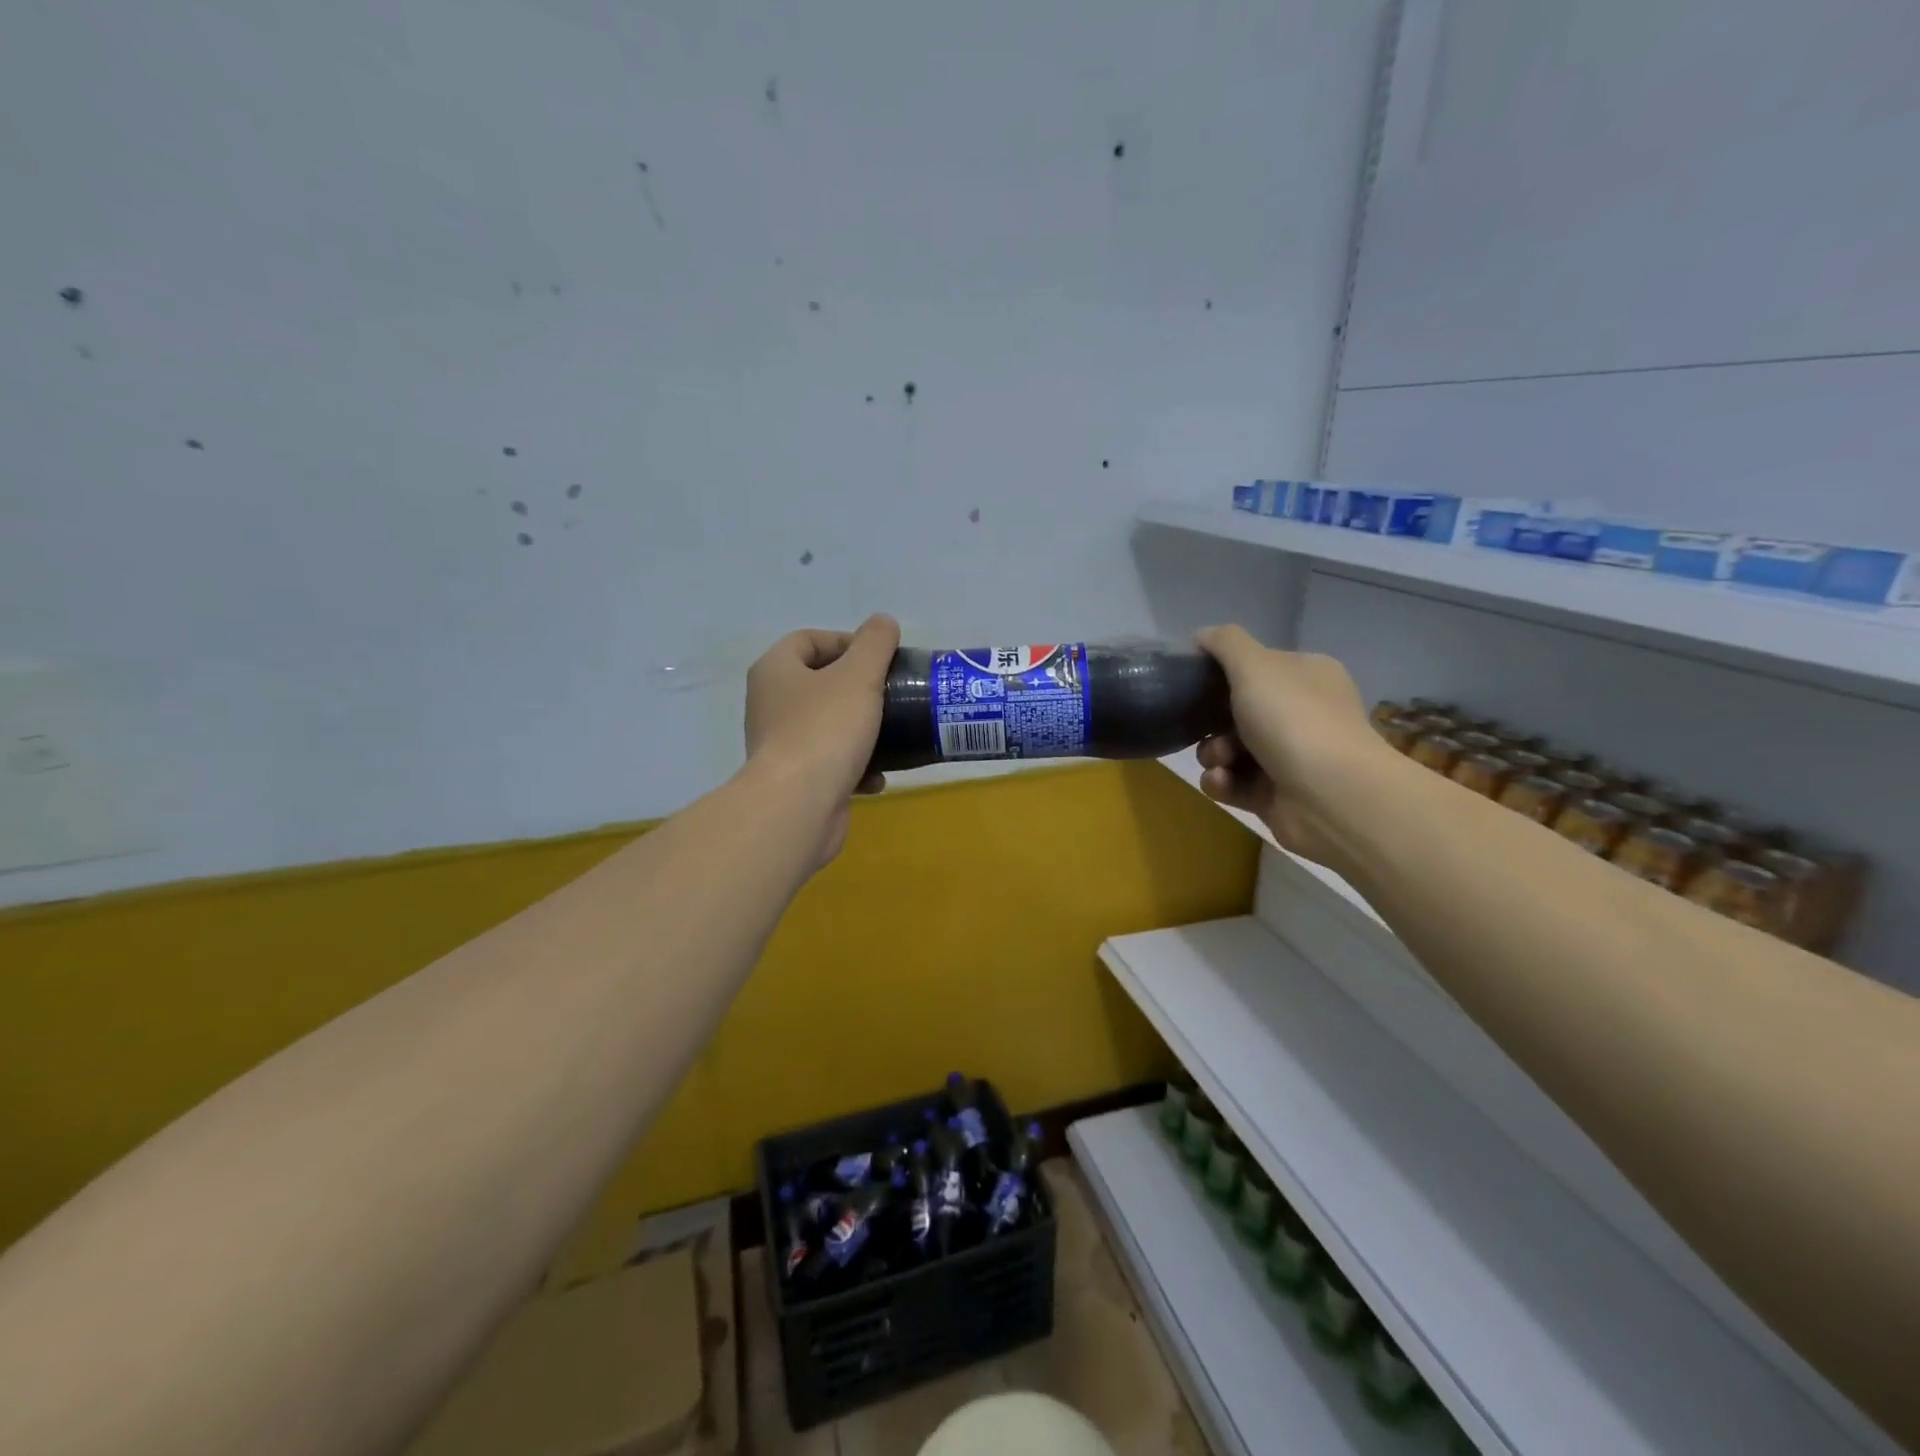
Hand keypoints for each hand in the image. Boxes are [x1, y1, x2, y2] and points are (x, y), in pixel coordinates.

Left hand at [744, 613, 899, 865]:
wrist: (798, 806)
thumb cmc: (825, 730)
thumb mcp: (858, 676)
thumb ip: (875, 644)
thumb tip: (883, 621)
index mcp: (774, 671)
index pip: (807, 640)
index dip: (846, 641)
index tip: (880, 657)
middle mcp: (770, 704)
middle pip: (819, 684)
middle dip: (858, 688)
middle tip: (891, 692)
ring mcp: (780, 745)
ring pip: (827, 726)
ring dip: (861, 730)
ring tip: (891, 733)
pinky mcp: (794, 780)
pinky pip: (829, 763)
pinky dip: (854, 767)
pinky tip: (877, 777)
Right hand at [1193, 625, 1400, 865]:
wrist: (1330, 797)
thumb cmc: (1293, 720)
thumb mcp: (1255, 666)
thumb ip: (1225, 644)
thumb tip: (1201, 635)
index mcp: (1307, 677)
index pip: (1258, 667)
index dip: (1225, 674)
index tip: (1196, 683)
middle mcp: (1303, 714)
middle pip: (1237, 711)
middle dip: (1212, 722)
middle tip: (1204, 728)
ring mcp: (1290, 757)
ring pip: (1230, 749)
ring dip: (1213, 754)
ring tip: (1219, 761)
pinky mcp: (1275, 795)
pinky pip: (1234, 783)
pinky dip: (1221, 782)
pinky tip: (1222, 782)